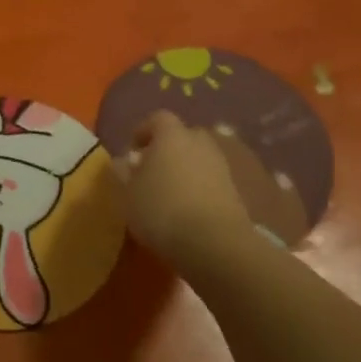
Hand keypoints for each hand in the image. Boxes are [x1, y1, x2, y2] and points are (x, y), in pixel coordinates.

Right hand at [111, 112, 254, 269]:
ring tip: (169, 193)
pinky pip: (212, 179)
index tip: (132, 152)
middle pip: (182, 136)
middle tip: (152, 171)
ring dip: (185, 169)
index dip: (143, 132)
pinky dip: (200, 187)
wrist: (215, 242)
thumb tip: (124, 162)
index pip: (157, 119)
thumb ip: (125, 174)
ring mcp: (222, 165)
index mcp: (171, 135)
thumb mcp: (129, 194)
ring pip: (199, 158)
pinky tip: (188, 208)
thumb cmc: (162, 209)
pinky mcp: (236, 189)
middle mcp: (200, 142)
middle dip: (167, 149)